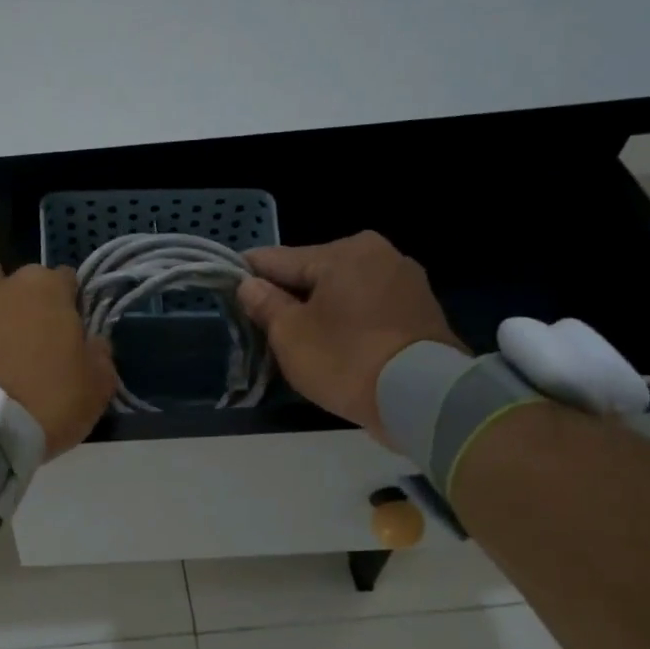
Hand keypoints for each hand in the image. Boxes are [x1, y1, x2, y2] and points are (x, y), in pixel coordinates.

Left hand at [0, 263, 115, 459]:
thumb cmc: (48, 405)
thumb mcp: (97, 388)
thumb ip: (101, 355)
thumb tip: (94, 341)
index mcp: (50, 290)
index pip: (68, 281)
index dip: (71, 307)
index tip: (71, 337)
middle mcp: (6, 282)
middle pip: (25, 281)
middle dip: (31, 304)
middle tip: (33, 344)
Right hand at [238, 232, 465, 447]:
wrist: (421, 397)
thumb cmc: (345, 360)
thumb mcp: (290, 335)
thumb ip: (265, 304)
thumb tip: (248, 284)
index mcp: (342, 251)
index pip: (277, 258)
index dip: (248, 274)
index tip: (227, 286)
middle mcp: (377, 253)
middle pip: (313, 272)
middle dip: (289, 296)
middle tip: (265, 327)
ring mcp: (405, 279)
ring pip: (343, 290)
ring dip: (320, 309)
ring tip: (302, 340)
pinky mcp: (421, 308)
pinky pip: (369, 306)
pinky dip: (349, 320)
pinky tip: (337, 344)